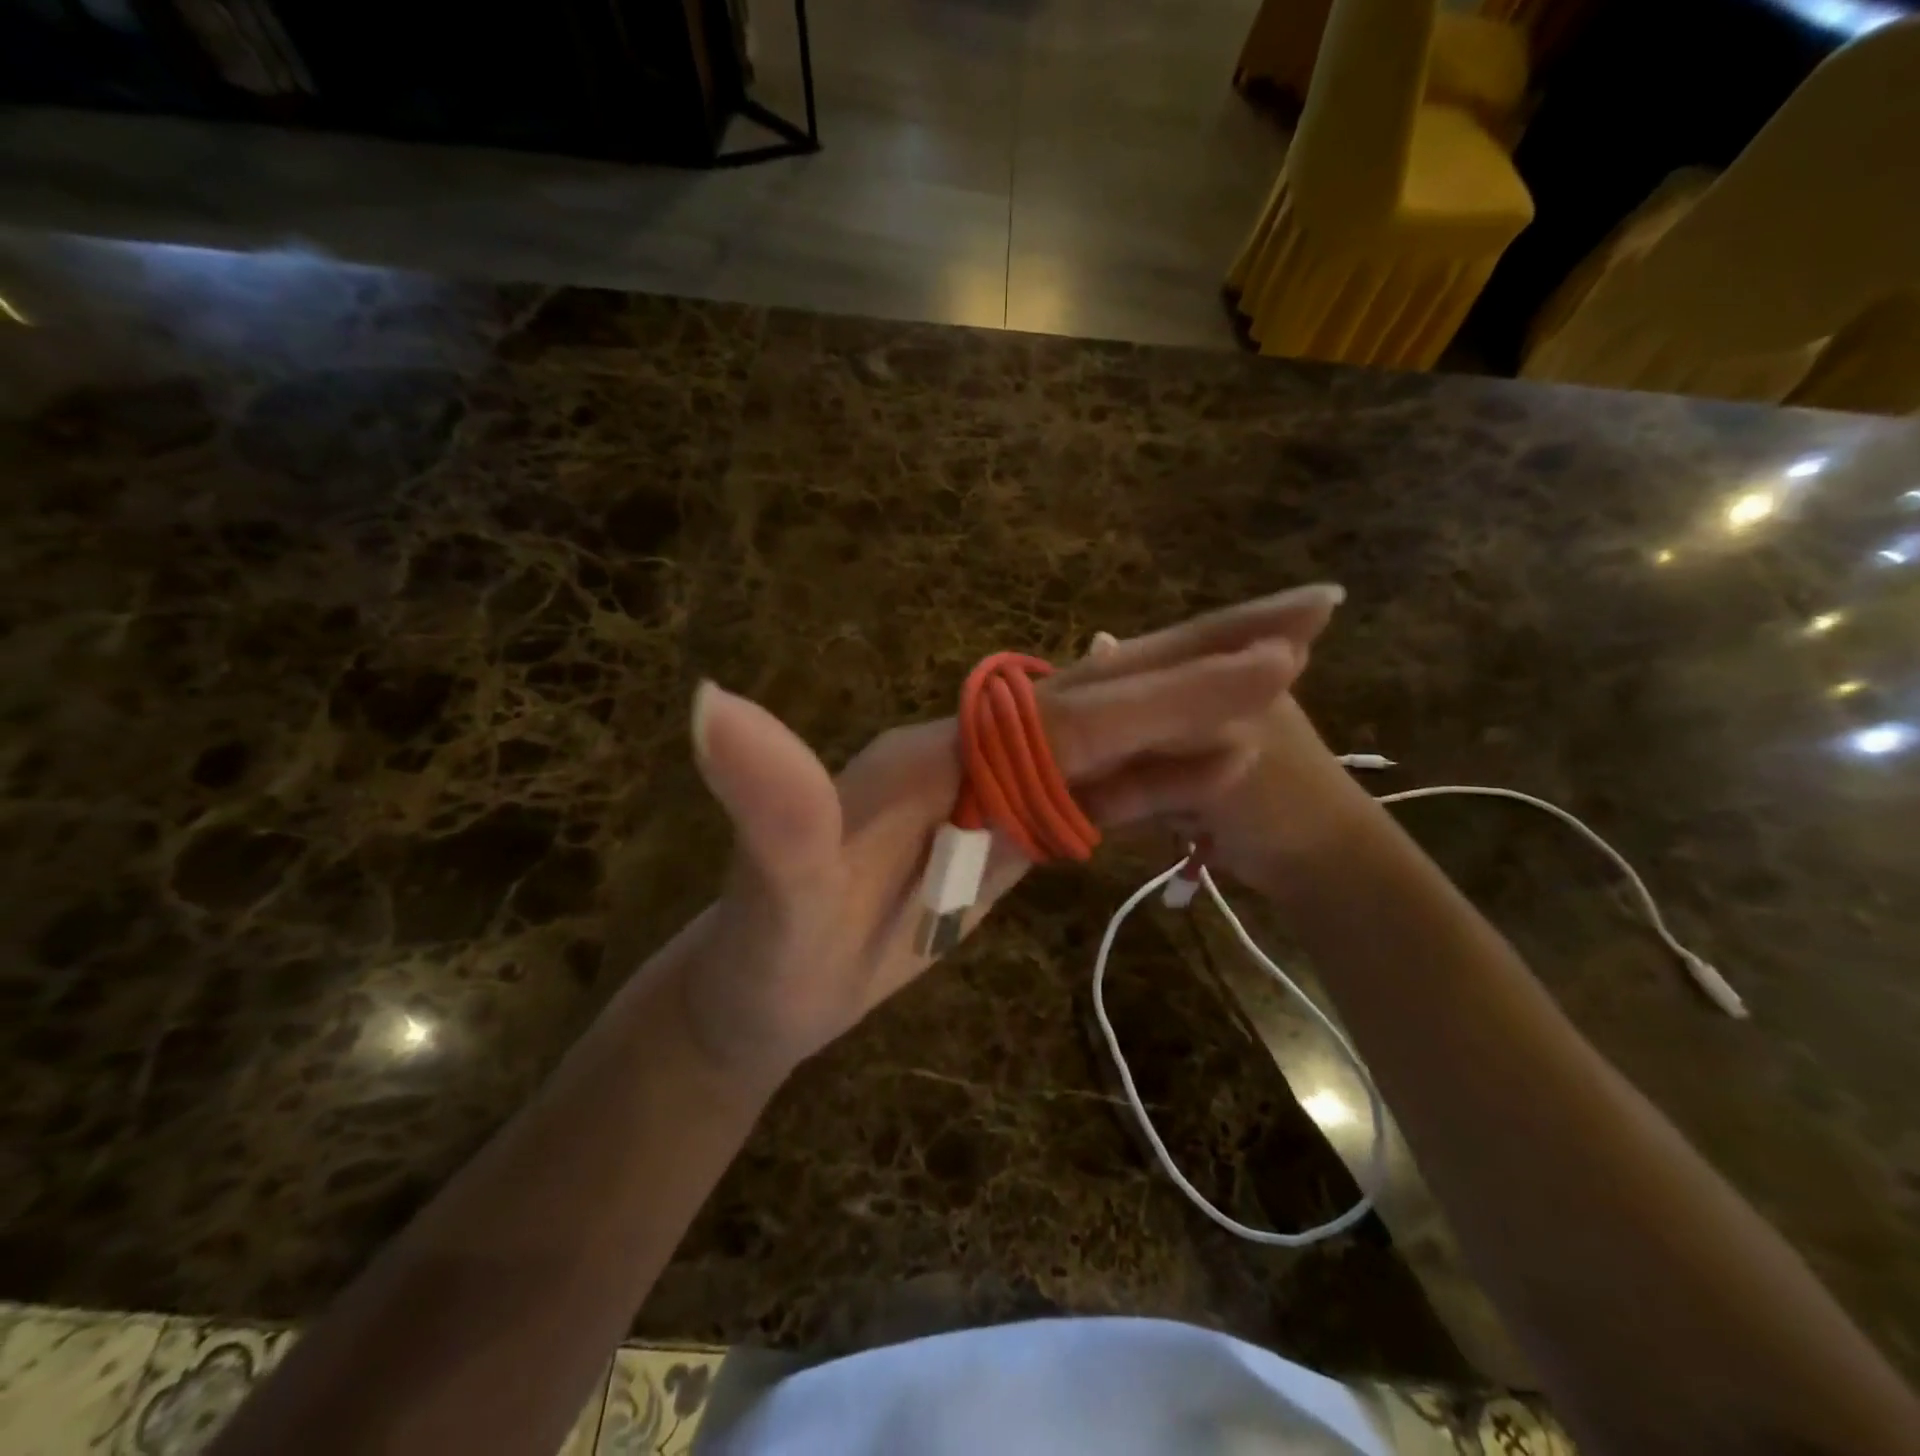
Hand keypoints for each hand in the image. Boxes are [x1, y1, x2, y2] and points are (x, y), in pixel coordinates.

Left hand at [670, 592, 1336, 1088]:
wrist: (762, 991)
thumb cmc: (770, 956)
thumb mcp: (770, 893)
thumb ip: (767, 804)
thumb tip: (711, 701)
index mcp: (939, 748)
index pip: (1071, 715)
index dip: (1166, 693)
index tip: (1273, 665)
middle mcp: (971, 746)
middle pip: (1102, 693)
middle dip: (1203, 657)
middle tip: (1313, 614)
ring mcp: (993, 783)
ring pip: (1112, 732)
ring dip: (1197, 705)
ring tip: (1290, 672)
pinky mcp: (1004, 823)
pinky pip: (1096, 786)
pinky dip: (1159, 771)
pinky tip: (1212, 763)